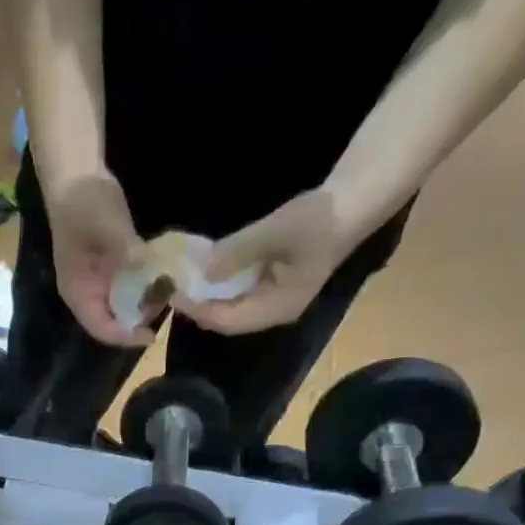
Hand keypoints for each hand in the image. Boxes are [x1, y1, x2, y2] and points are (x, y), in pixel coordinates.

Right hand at [44, 169, 153, 346]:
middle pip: (113, 322)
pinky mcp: (108, 269)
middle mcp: (86, 294)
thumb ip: (125, 248)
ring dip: (143, 304)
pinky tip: (160, 279)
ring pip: (121, 307)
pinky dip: (143, 288)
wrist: (76, 174)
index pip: (101, 329)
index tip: (152, 334)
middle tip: (165, 307)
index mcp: (78, 293)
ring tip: (167, 293)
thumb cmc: (83, 203)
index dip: (126, 336)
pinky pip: (127, 289)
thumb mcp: (105, 224)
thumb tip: (146, 266)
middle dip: (138, 321)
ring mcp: (97, 282)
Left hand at [177, 188, 357, 336]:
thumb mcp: (277, 231)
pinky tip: (204, 269)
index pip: (228, 321)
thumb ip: (239, 252)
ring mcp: (273, 299)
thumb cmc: (319, 219)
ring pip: (231, 305)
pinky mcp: (272, 284)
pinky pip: (238, 291)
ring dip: (207, 295)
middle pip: (227, 318)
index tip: (175, 295)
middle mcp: (273, 312)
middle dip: (199, 305)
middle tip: (172, 288)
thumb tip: (203, 271)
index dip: (199, 310)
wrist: (353, 202)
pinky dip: (219, 283)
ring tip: (182, 281)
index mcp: (277, 309)